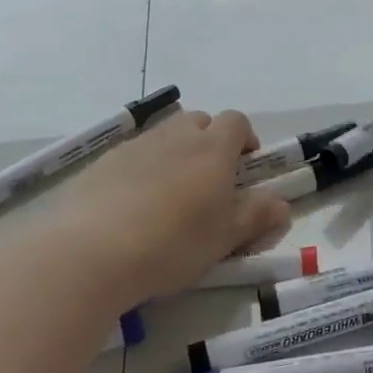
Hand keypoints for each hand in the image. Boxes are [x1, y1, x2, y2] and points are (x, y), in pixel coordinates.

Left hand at [45, 109, 290, 305]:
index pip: (237, 122)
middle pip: (200, 121)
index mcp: (213, 149)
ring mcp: (136, 146)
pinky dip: (142, 170)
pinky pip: (133, 155)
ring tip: (170, 197)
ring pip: (165, 136)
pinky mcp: (103, 162)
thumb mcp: (224, 238)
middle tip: (209, 182)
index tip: (245, 168)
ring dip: (176, 155)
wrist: (90, 251)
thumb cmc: (172, 244)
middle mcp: (176, 136)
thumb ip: (256, 217)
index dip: (245, 139)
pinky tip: (133, 206)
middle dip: (210, 142)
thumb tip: (281, 205)